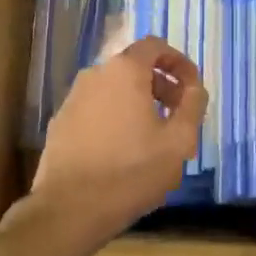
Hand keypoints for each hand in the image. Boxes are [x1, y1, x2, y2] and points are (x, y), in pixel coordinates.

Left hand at [26, 36, 207, 246]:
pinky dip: (115, 117)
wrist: (69, 209)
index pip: (155, 46)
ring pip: (113, 89)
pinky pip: (96, 109)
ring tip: (153, 136)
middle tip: (177, 115)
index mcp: (125, 71)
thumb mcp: (178, 142)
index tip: (192, 88)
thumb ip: (192, 106)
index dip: (179, 62)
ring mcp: (72, 99)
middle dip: (161, 85)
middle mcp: (94, 75)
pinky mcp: (60, 123)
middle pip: (134, 67)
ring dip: (138, 103)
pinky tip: (123, 150)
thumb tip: (195, 88)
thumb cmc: (131, 172)